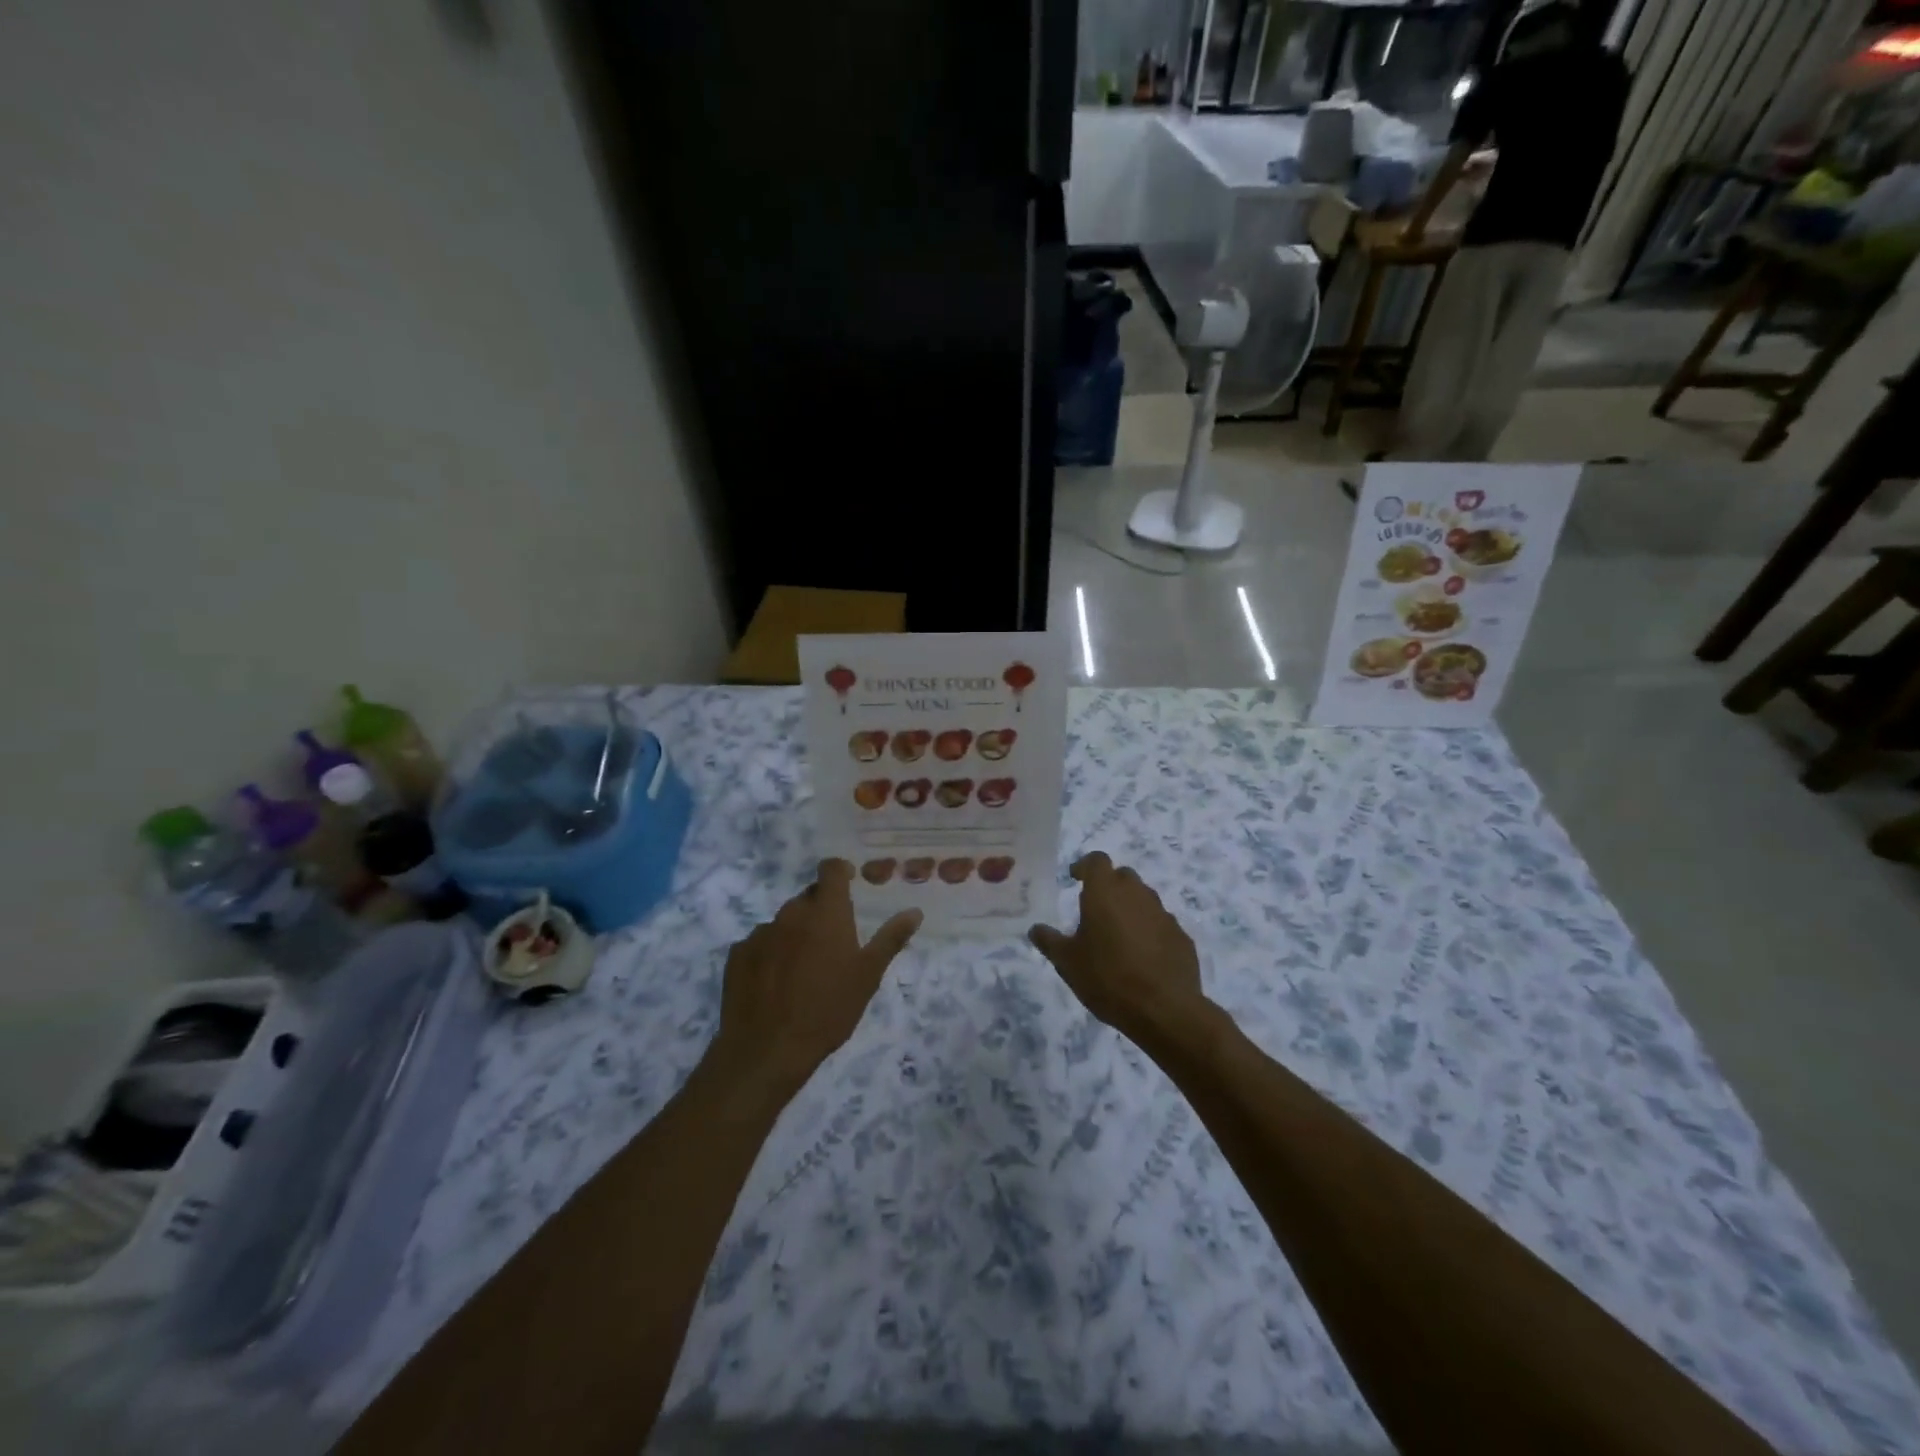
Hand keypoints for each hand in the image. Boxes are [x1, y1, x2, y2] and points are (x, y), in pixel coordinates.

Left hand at [707, 859, 920, 1101]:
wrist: (767, 1049)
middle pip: (808, 898)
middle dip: (821, 911)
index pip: (831, 869)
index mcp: (826, 912)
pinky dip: (770, 954)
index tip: (849, 883)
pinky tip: (775, 983)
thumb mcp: (868, 976)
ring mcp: (760, 932)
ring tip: (803, 969)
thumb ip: (891, 939)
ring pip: (783, 922)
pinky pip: (759, 944)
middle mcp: (791, 913)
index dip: (840, 871)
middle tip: (832, 942)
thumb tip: (915, 912)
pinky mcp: (738, 954)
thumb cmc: (828, 1010)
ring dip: (795, 934)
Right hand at [1030, 853, 1211, 1049]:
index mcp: (1105, 892)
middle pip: (1123, 876)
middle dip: (1109, 886)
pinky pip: (1161, 924)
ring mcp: (1163, 914)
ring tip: (1118, 935)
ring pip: (1144, 899)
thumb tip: (1036, 929)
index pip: (1097, 860)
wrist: (1164, 1009)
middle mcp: (1137, 894)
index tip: (1076, 879)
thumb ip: (1050, 941)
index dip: (1085, 866)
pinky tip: (1143, 956)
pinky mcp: (1182, 936)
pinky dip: (1150, 931)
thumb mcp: (1067, 962)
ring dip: (1131, 908)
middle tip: (1096, 909)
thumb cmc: (1107, 978)